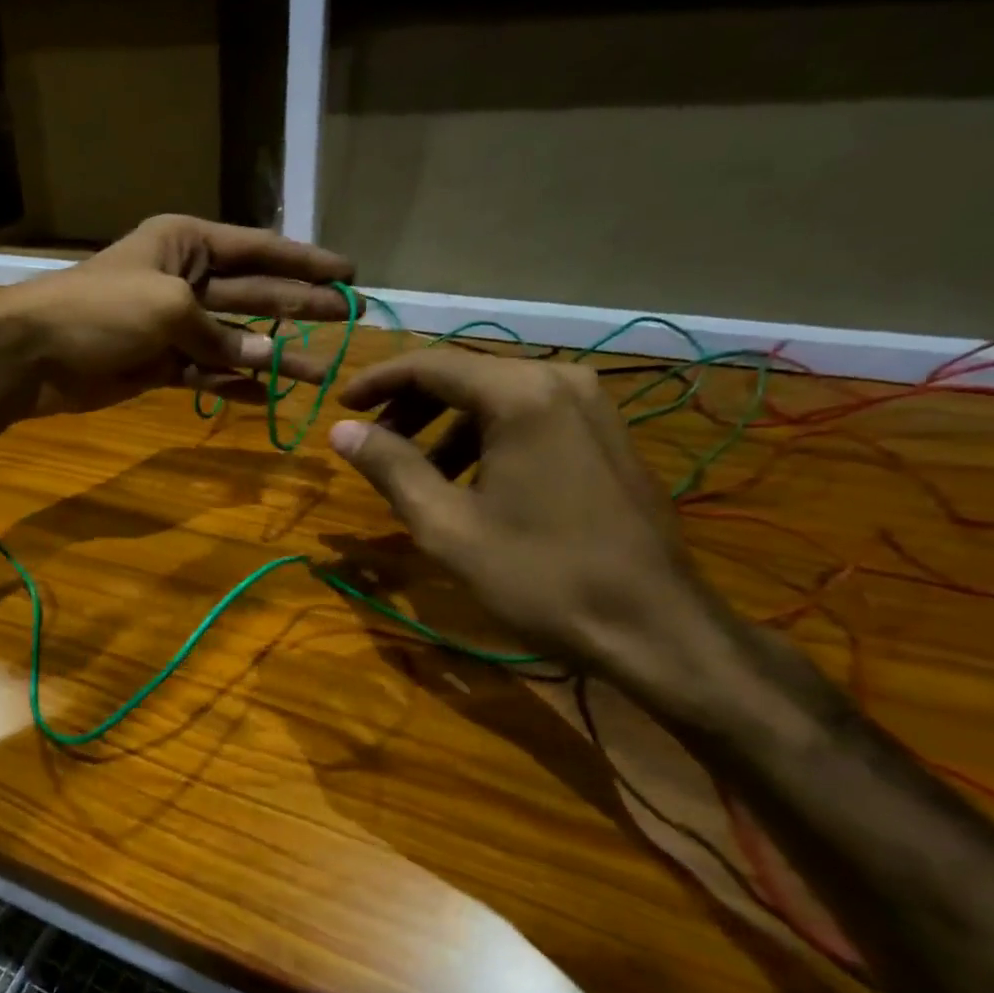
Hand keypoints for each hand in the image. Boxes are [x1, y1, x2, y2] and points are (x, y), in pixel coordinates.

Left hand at [0, 214, 356, 416]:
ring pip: (234, 338)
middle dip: (300, 306)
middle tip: (347, 318)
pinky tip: (267, 394)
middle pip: (254, 292)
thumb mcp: (168, 308)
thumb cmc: (99, 310)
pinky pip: (207, 371)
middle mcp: (184, 278)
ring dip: (274, 355)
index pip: (258, 249)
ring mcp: (172, 324)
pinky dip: (233, 382)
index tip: (348, 272)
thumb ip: (220, 333)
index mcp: (187, 243)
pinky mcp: (159, 362)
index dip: (305, 261)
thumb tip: (265, 358)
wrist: (33, 353)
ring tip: (320, 372)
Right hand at [327, 350, 726, 673]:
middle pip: (465, 375)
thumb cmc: (539, 575)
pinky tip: (468, 481)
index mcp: (520, 395)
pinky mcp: (606, 434)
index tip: (340, 405)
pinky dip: (485, 436)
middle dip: (410, 405)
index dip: (378, 382)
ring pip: (497, 396)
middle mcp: (560, 381)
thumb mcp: (446, 525)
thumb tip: (342, 431)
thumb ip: (390, 467)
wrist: (653, 627)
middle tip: (373, 443)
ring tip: (416, 472)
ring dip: (446, 425)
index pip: (431, 365)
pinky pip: (529, 415)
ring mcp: (592, 406)